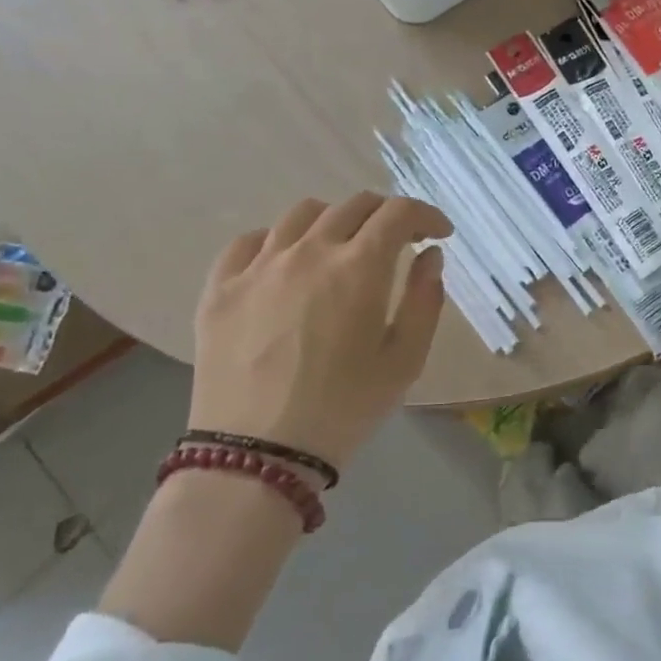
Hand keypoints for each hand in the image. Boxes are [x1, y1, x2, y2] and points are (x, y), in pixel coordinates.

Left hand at [190, 193, 451, 471]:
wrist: (256, 455)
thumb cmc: (344, 409)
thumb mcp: (406, 360)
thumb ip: (425, 300)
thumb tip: (429, 257)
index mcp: (359, 266)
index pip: (399, 212)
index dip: (426, 215)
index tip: (439, 234)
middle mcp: (309, 251)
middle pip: (353, 205)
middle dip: (386, 216)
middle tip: (398, 242)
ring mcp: (259, 265)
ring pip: (302, 214)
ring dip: (335, 221)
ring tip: (341, 248)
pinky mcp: (221, 287)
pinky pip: (250, 241)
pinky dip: (279, 240)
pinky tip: (286, 264)